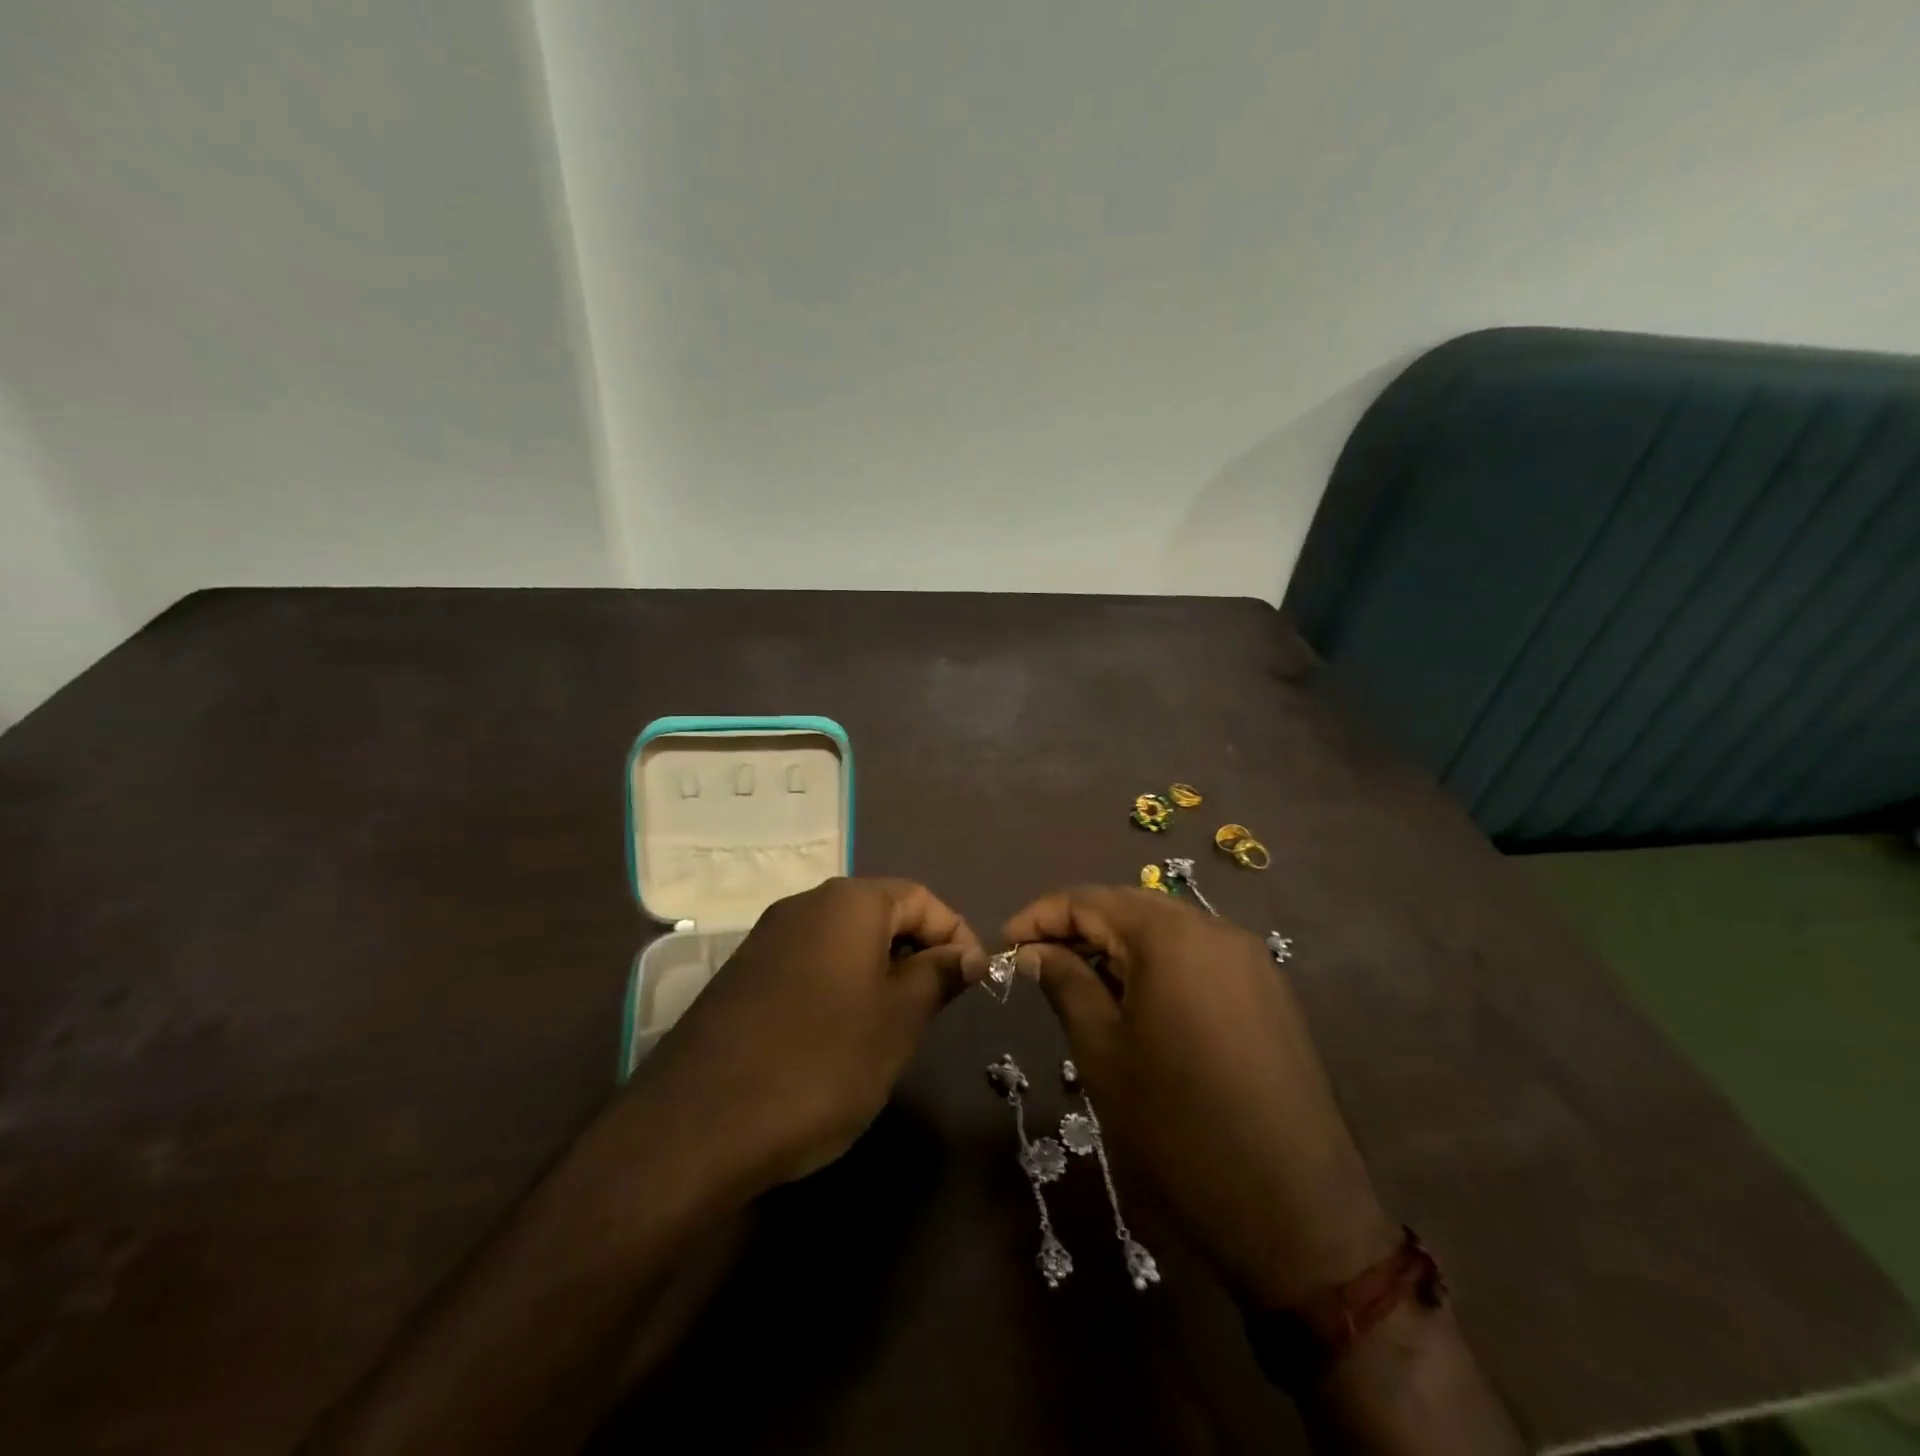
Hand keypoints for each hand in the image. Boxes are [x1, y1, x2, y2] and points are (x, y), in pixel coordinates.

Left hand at [637, 877, 985, 1192]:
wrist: (697, 1125)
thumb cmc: (820, 1062)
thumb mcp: (898, 1020)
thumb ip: (939, 976)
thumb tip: (969, 954)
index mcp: (848, 902)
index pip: (920, 898)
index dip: (955, 934)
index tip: (973, 981)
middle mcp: (804, 904)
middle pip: (880, 914)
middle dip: (916, 954)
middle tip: (934, 1009)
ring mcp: (767, 938)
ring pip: (844, 942)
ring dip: (879, 973)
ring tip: (892, 1028)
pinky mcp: (743, 975)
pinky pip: (809, 965)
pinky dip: (839, 988)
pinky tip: (838, 1038)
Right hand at [1005, 886, 1398, 1308]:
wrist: (1295, 1211)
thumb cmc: (1178, 1127)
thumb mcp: (1103, 1052)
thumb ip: (1064, 983)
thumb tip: (1033, 951)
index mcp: (1171, 936)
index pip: (1090, 900)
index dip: (1040, 916)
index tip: (1005, 945)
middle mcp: (1216, 930)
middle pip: (1130, 907)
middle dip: (1078, 927)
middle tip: (1036, 961)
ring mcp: (1250, 960)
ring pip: (1167, 931)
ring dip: (1117, 947)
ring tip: (1079, 982)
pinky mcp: (1269, 993)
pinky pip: (1198, 957)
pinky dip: (1157, 966)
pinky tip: (1136, 1002)